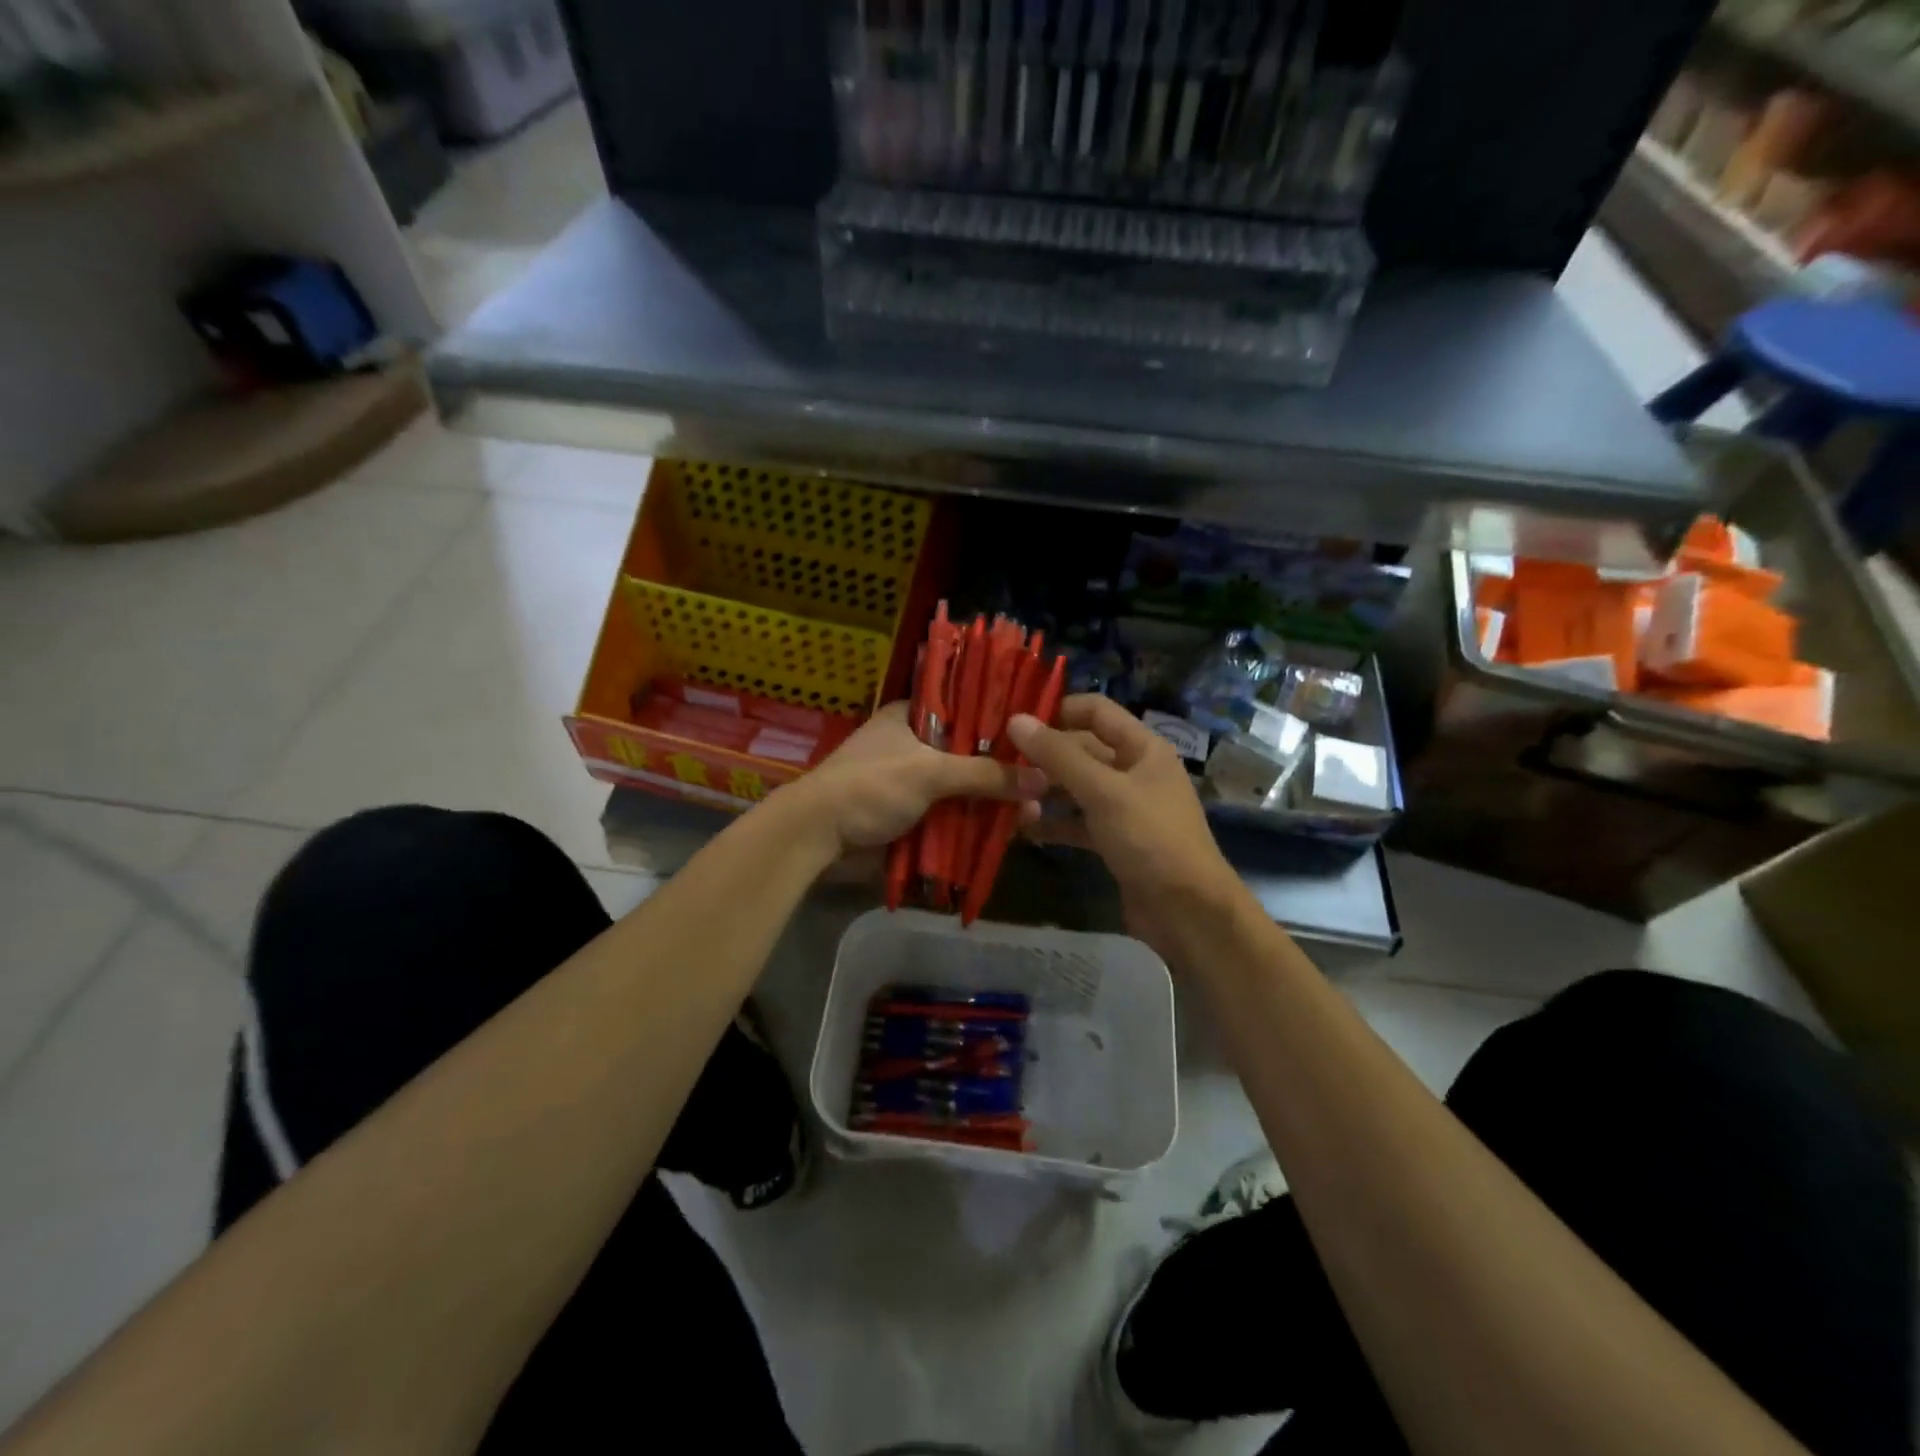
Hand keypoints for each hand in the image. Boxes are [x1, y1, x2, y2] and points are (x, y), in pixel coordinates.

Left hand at [784, 702, 1046, 857]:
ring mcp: (910, 781)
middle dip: (1003, 770)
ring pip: (961, 787)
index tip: (1037, 733)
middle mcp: (913, 743)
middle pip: (969, 752)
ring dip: (992, 801)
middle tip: (1043, 782)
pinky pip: (949, 814)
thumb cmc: (870, 786)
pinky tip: (1006, 831)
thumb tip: (1042, 779)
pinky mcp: (909, 814)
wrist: (816, 836)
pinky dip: (972, 822)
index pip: (966, 706)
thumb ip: (985, 774)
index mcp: (911, 716)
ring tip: (1032, 814)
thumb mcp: (930, 772)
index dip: (1001, 719)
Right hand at [1007, 695, 1243, 957]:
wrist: (1187, 911)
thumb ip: (1059, 756)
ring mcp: (1124, 808)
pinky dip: (1055, 823)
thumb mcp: (1103, 791)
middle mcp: (1133, 771)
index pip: (1095, 711)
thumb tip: (1016, 720)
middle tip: (1000, 764)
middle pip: (1081, 750)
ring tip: (1007, 799)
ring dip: (1044, 791)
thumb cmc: (1150, 838)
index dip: (1057, 710)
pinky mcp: (1115, 841)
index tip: (1015, 722)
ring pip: (1076, 788)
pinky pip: (1078, 822)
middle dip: (1043, 756)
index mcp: (1142, 748)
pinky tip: (1024, 829)